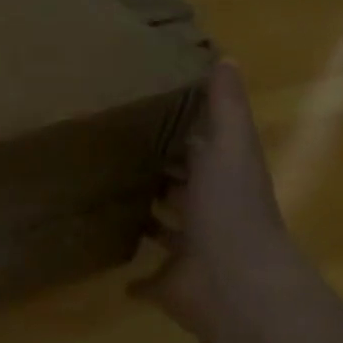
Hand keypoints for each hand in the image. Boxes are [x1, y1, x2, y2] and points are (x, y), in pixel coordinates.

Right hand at [133, 60, 304, 333]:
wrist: (235, 284)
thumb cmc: (230, 208)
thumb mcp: (229, 145)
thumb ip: (225, 106)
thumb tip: (224, 57)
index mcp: (223, 179)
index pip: (200, 149)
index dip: (179, 133)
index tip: (143, 113)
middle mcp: (210, 214)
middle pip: (182, 190)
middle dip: (159, 177)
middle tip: (113, 156)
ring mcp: (191, 253)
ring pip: (165, 232)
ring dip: (148, 220)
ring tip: (107, 202)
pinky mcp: (171, 285)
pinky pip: (150, 281)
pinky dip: (136, 279)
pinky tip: (114, 269)